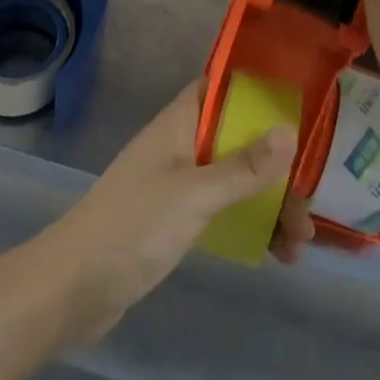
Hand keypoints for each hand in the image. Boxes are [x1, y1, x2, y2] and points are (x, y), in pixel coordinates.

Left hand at [39, 80, 294, 341]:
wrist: (71, 290)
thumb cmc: (132, 226)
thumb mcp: (194, 194)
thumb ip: (242, 167)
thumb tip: (289, 131)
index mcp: (179, 123)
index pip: (222, 89)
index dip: (258, 93)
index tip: (297, 109)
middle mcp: (181, 146)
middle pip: (238, 141)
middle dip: (275, 167)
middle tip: (309, 203)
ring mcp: (177, 185)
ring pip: (234, 179)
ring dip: (269, 203)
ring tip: (301, 244)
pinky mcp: (175, 222)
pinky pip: (223, 211)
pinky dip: (250, 225)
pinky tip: (276, 254)